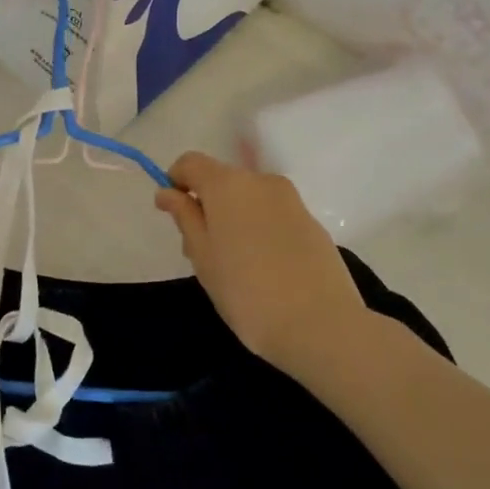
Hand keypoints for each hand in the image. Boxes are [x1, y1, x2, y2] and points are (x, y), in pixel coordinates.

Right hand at [154, 152, 365, 375]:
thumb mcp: (203, 256)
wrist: (322, 326)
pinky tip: (265, 269)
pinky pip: (274, 215)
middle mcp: (261, 181)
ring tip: (234, 265)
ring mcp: (292, 201)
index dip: (176, 181)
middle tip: (201, 251)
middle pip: (222, 180)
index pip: (190, 162)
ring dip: (234, 218)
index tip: (173, 215)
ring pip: (249, 198)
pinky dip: (260, 229)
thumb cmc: (247, 292)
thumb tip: (168, 191)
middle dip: (206, 205)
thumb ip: (184, 217)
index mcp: (227, 184)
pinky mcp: (313, 223)